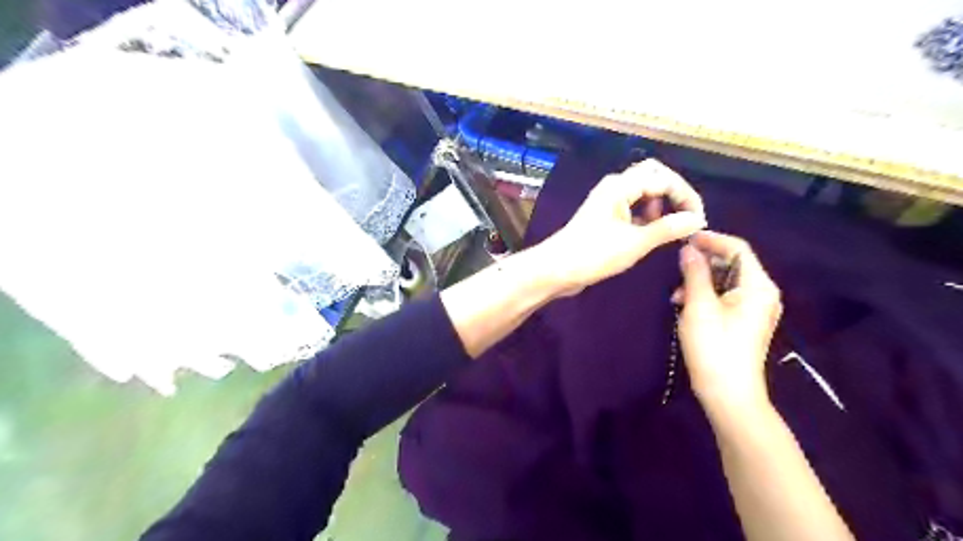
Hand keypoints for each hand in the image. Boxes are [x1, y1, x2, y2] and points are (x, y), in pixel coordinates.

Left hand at [540, 159, 704, 295]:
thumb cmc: (594, 254)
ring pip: (643, 192)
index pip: (663, 178)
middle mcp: (615, 187)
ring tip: (666, 228)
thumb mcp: (635, 243)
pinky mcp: (605, 216)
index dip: (686, 196)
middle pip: (653, 176)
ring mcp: (608, 201)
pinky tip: (650, 233)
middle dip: (673, 193)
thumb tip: (697, 219)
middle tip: (685, 217)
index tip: (698, 220)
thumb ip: (668, 228)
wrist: (556, 269)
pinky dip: (646, 215)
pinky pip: (633, 207)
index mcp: (620, 186)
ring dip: (660, 205)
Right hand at [677, 231, 780, 411]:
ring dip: (699, 281)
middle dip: (702, 264)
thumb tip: (688, 249)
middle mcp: (762, 293)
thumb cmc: (714, 347)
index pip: (738, 248)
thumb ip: (694, 273)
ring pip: (725, 281)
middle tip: (676, 270)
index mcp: (758, 286)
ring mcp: (754, 309)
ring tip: (676, 295)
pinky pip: (725, 297)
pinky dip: (705, 296)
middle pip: (732, 264)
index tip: (684, 239)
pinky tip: (685, 306)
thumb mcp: (699, 306)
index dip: (711, 240)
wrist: (728, 393)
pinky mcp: (744, 322)